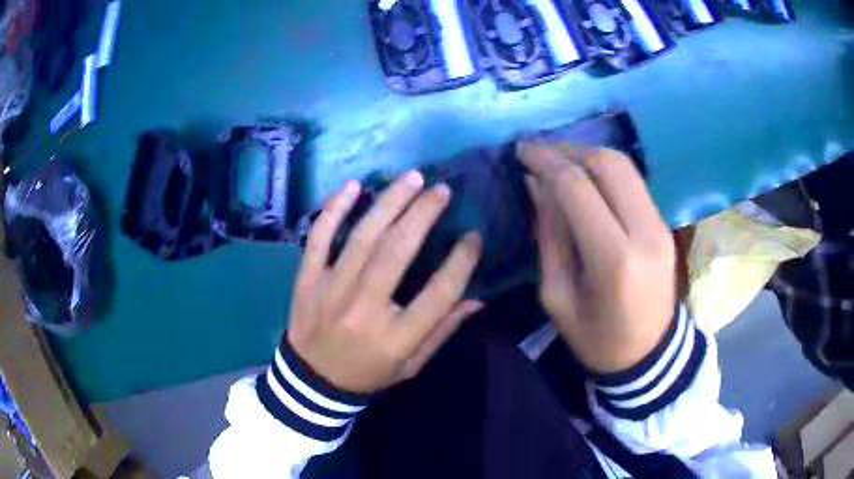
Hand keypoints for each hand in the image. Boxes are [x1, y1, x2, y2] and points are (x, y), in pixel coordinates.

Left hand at [287, 172, 483, 393]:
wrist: (312, 381)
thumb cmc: (368, 373)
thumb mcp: (412, 364)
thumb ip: (443, 330)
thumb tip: (478, 298)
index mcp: (396, 337)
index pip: (438, 294)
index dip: (461, 262)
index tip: (474, 237)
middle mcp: (364, 309)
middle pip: (397, 253)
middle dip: (423, 215)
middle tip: (442, 189)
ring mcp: (331, 289)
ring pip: (362, 237)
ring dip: (389, 203)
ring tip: (412, 178)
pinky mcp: (307, 279)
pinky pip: (318, 237)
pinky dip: (334, 209)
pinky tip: (354, 186)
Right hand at [519, 144, 675, 373]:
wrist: (649, 354)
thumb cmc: (596, 337)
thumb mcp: (557, 296)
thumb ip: (549, 236)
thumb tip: (536, 184)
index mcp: (613, 260)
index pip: (577, 188)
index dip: (545, 161)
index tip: (520, 151)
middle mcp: (644, 232)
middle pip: (608, 164)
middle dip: (568, 150)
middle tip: (538, 154)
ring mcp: (660, 225)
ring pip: (624, 166)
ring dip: (587, 155)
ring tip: (558, 161)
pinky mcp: (664, 224)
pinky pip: (633, 182)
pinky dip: (605, 170)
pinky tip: (585, 178)